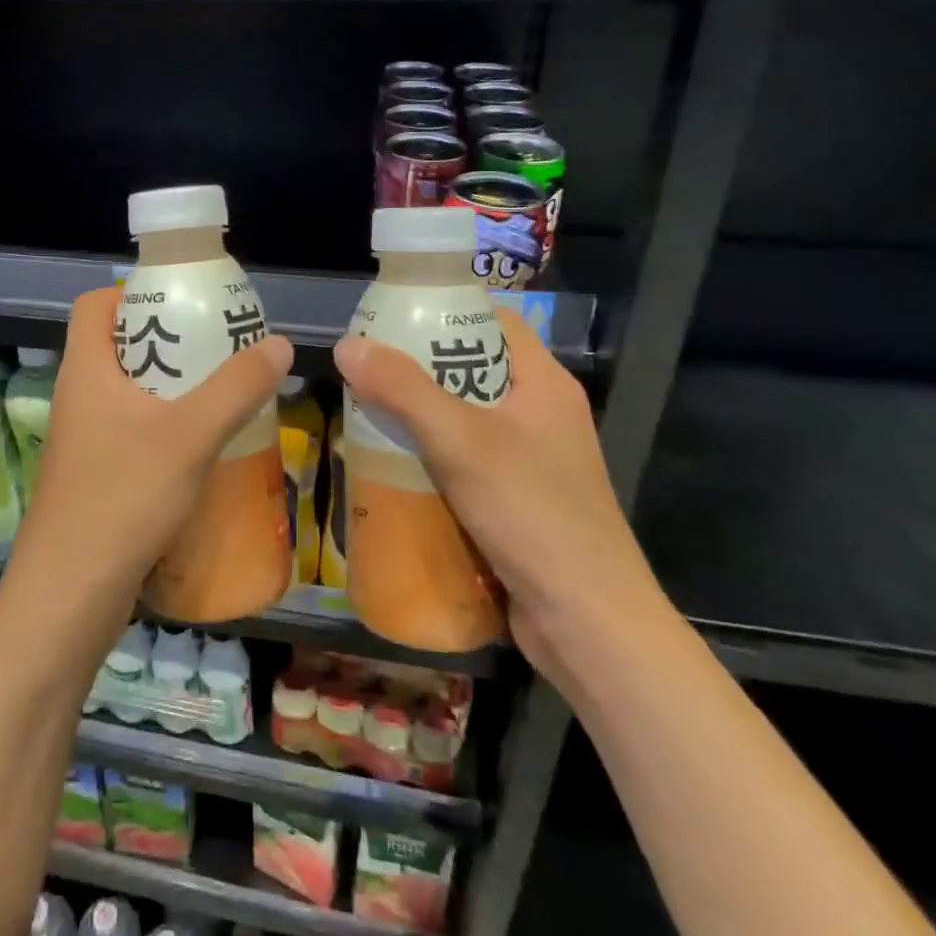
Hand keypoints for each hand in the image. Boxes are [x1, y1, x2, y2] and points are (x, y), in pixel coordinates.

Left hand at [18, 286, 293, 602]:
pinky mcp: (93, 478)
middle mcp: (77, 397)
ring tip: (219, 394)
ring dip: (169, 389)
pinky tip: (202, 450)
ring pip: (126, 394)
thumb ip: (237, 387)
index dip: (131, 293)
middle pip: (117, 347)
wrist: (70, 592)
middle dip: (167, 341)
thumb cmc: (123, 495)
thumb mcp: (191, 434)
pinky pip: (130, 433)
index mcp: (86, 369)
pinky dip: (163, 429)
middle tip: (215, 347)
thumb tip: (279, 344)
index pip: (94, 305)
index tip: (180, 302)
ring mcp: (82, 441)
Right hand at [332, 306, 669, 681]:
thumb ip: (403, 390)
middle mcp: (542, 414)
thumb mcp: (460, 442)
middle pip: (473, 370)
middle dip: (419, 369)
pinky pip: (467, 461)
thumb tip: (347, 345)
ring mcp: (533, 460)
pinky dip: (432, 458)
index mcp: (543, 383)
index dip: (445, 312)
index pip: (494, 321)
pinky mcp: (519, 501)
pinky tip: (393, 467)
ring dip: (420, 418)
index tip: (391, 318)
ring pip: (466, 419)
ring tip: (368, 414)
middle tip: (367, 370)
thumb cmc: (532, 514)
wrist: (588, 624)